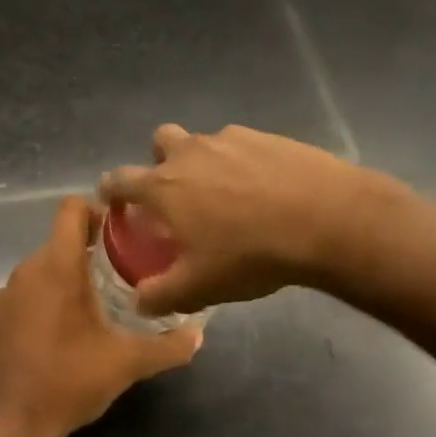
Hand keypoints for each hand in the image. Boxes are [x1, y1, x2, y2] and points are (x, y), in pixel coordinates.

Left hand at [0, 197, 200, 436]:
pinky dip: (49, 295)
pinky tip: (68, 327)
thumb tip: (199, 335)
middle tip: (125, 271)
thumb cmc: (68, 381)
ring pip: (45, 265)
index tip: (124, 231)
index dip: (98, 210)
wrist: (8, 425)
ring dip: (71, 274)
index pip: (72, 209)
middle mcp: (28, 269)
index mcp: (57, 266)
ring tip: (102, 301)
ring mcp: (7, 292)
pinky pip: (29, 289)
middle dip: (93, 249)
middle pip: (62, 238)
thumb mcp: (126, 364)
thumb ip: (167, 347)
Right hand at [99, 124, 371, 315]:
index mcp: (164, 186)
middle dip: (160, 160)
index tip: (112, 198)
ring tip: (228, 195)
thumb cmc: (250, 254)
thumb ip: (161, 295)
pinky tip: (265, 188)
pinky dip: (243, 162)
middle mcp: (190, 152)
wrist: (324, 220)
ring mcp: (230, 139)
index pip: (120, 179)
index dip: (111, 189)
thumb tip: (140, 301)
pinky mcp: (267, 136)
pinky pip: (242, 145)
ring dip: (204, 161)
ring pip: (204, 142)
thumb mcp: (199, 287)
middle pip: (160, 140)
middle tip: (177, 191)